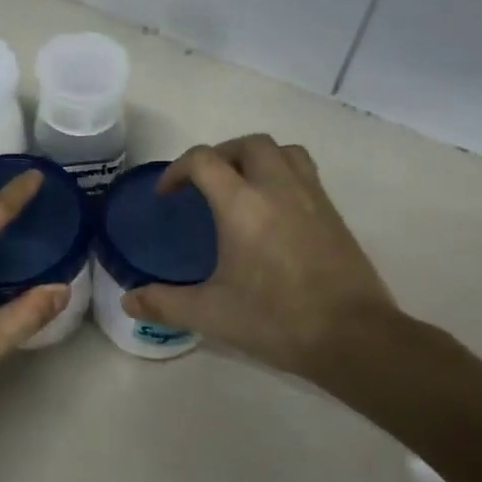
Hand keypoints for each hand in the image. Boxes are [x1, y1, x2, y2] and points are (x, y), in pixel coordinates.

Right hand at [122, 134, 402, 379]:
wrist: (353, 336)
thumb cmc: (276, 320)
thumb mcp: (211, 314)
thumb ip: (164, 304)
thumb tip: (128, 301)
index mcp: (242, 205)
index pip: (203, 160)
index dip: (177, 170)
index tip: (167, 196)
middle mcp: (277, 188)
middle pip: (247, 144)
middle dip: (219, 155)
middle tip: (204, 185)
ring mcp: (311, 197)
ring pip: (282, 151)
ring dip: (255, 158)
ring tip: (240, 186)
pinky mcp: (333, 213)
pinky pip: (304, 172)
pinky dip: (282, 174)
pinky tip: (273, 211)